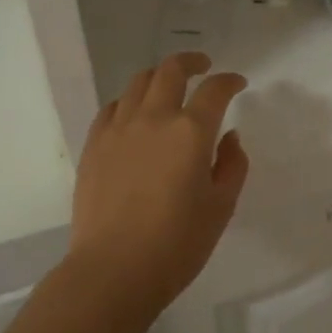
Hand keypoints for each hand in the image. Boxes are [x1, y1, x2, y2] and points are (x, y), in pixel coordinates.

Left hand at [64, 53, 248, 323]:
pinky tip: (135, 114)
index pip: (214, 90)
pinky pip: (112, 108)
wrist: (114, 270)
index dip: (229, 81)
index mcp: (191, 132)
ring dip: (159, 77)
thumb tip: (229, 137)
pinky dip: (129, 101)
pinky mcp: (94, 145)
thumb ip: (232, 165)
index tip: (237, 83)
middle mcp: (154, 119)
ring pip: (138, 83)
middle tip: (203, 67)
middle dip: (191, 62)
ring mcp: (118, 129)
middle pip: (170, 71)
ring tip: (168, 87)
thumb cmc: (177, 244)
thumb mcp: (221, 207)